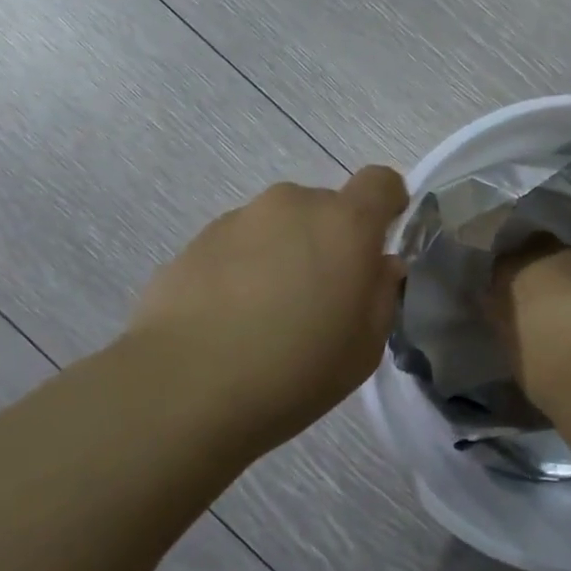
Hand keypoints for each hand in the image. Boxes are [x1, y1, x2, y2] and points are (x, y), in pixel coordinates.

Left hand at [131, 167, 408, 447]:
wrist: (184, 388)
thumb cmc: (295, 370)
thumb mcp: (365, 347)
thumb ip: (381, 295)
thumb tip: (379, 266)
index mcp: (345, 224)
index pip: (381, 181)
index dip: (387, 204)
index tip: (378, 242)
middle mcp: (293, 205)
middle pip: (325, 208)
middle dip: (329, 241)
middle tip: (319, 297)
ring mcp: (239, 218)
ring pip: (277, 226)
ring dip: (283, 253)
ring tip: (265, 314)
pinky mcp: (195, 241)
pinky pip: (237, 246)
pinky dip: (242, 270)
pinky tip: (227, 320)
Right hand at [492, 241, 570, 409]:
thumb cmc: (540, 360)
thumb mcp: (506, 337)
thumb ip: (501, 310)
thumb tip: (499, 299)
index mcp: (515, 268)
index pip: (505, 259)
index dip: (509, 274)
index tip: (510, 293)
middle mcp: (552, 255)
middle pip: (544, 250)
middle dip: (543, 268)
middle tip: (543, 298)